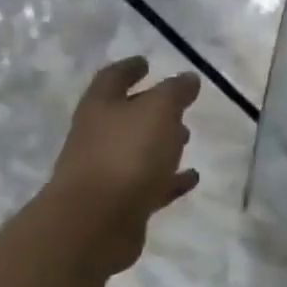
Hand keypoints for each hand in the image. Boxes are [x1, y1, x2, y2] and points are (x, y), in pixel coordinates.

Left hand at [45, 57, 201, 275]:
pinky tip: (192, 178)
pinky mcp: (120, 205)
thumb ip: (174, 92)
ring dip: (161, 143)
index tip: (146, 62)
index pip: (113, 78)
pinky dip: (170, 180)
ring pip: (137, 151)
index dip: (130, 68)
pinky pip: (150, 185)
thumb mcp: (158, 112)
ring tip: (188, 138)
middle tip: (177, 106)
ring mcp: (107, 172)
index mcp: (101, 107)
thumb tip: (188, 78)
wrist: (95, 223)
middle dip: (150, 109)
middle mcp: (98, 136)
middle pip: (124, 116)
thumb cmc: (126, 156)